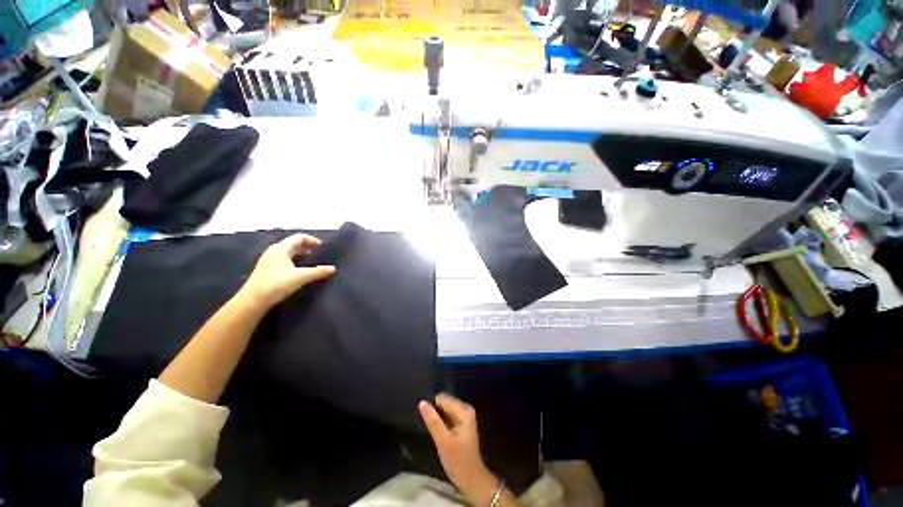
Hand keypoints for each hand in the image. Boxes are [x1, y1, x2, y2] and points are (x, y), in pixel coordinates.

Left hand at [238, 234, 334, 308]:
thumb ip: (318, 271)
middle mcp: (274, 251)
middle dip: (307, 246)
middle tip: (319, 253)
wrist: (253, 300)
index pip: (298, 237)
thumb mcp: (301, 277)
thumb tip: (333, 268)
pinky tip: (299, 270)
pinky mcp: (267, 269)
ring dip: (300, 253)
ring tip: (311, 260)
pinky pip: (284, 259)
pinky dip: (294, 260)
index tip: (322, 247)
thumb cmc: (277, 284)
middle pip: (293, 243)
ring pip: (288, 252)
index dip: (311, 240)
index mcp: (281, 248)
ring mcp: (269, 260)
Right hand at [419, 394, 498, 504]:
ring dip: (436, 417)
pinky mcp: (461, 425)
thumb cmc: (458, 461)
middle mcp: (465, 410)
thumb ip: (433, 421)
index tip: (422, 416)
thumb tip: (422, 402)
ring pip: (445, 410)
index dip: (431, 406)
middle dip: (434, 411)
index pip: (443, 398)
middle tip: (424, 423)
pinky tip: (434, 430)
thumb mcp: (443, 441)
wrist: (472, 480)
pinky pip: (447, 417)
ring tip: (427, 427)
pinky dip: (440, 422)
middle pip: (444, 403)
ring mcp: (464, 417)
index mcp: (464, 411)